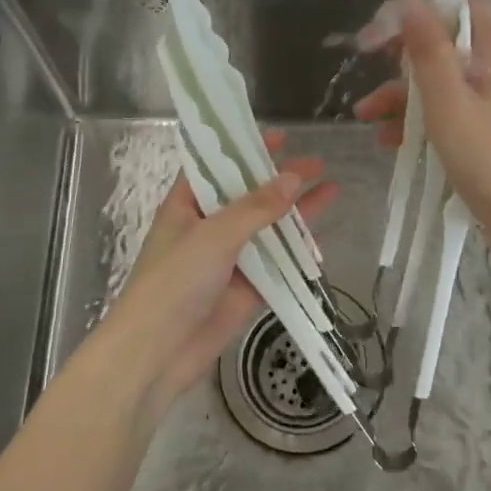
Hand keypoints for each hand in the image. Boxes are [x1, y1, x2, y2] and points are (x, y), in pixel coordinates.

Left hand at [99, 131, 335, 411]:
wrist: (158, 353)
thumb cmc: (175, 281)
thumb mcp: (214, 235)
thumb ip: (256, 208)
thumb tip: (293, 178)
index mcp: (186, 205)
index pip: (216, 166)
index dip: (244, 149)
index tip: (278, 137)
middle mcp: (207, 227)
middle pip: (248, 196)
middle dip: (280, 179)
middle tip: (317, 163)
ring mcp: (227, 259)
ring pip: (267, 229)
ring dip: (295, 213)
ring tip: (332, 189)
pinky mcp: (244, 289)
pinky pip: (275, 265)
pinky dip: (296, 253)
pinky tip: (322, 240)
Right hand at [354, 0, 490, 233]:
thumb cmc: (488, 157)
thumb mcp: (447, 102)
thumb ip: (427, 51)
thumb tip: (410, 1)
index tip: (396, 3)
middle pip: (448, 38)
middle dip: (404, 49)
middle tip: (368, 56)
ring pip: (443, 77)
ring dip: (402, 90)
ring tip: (365, 115)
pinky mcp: (490, 126)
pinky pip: (450, 107)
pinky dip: (420, 116)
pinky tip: (389, 137)